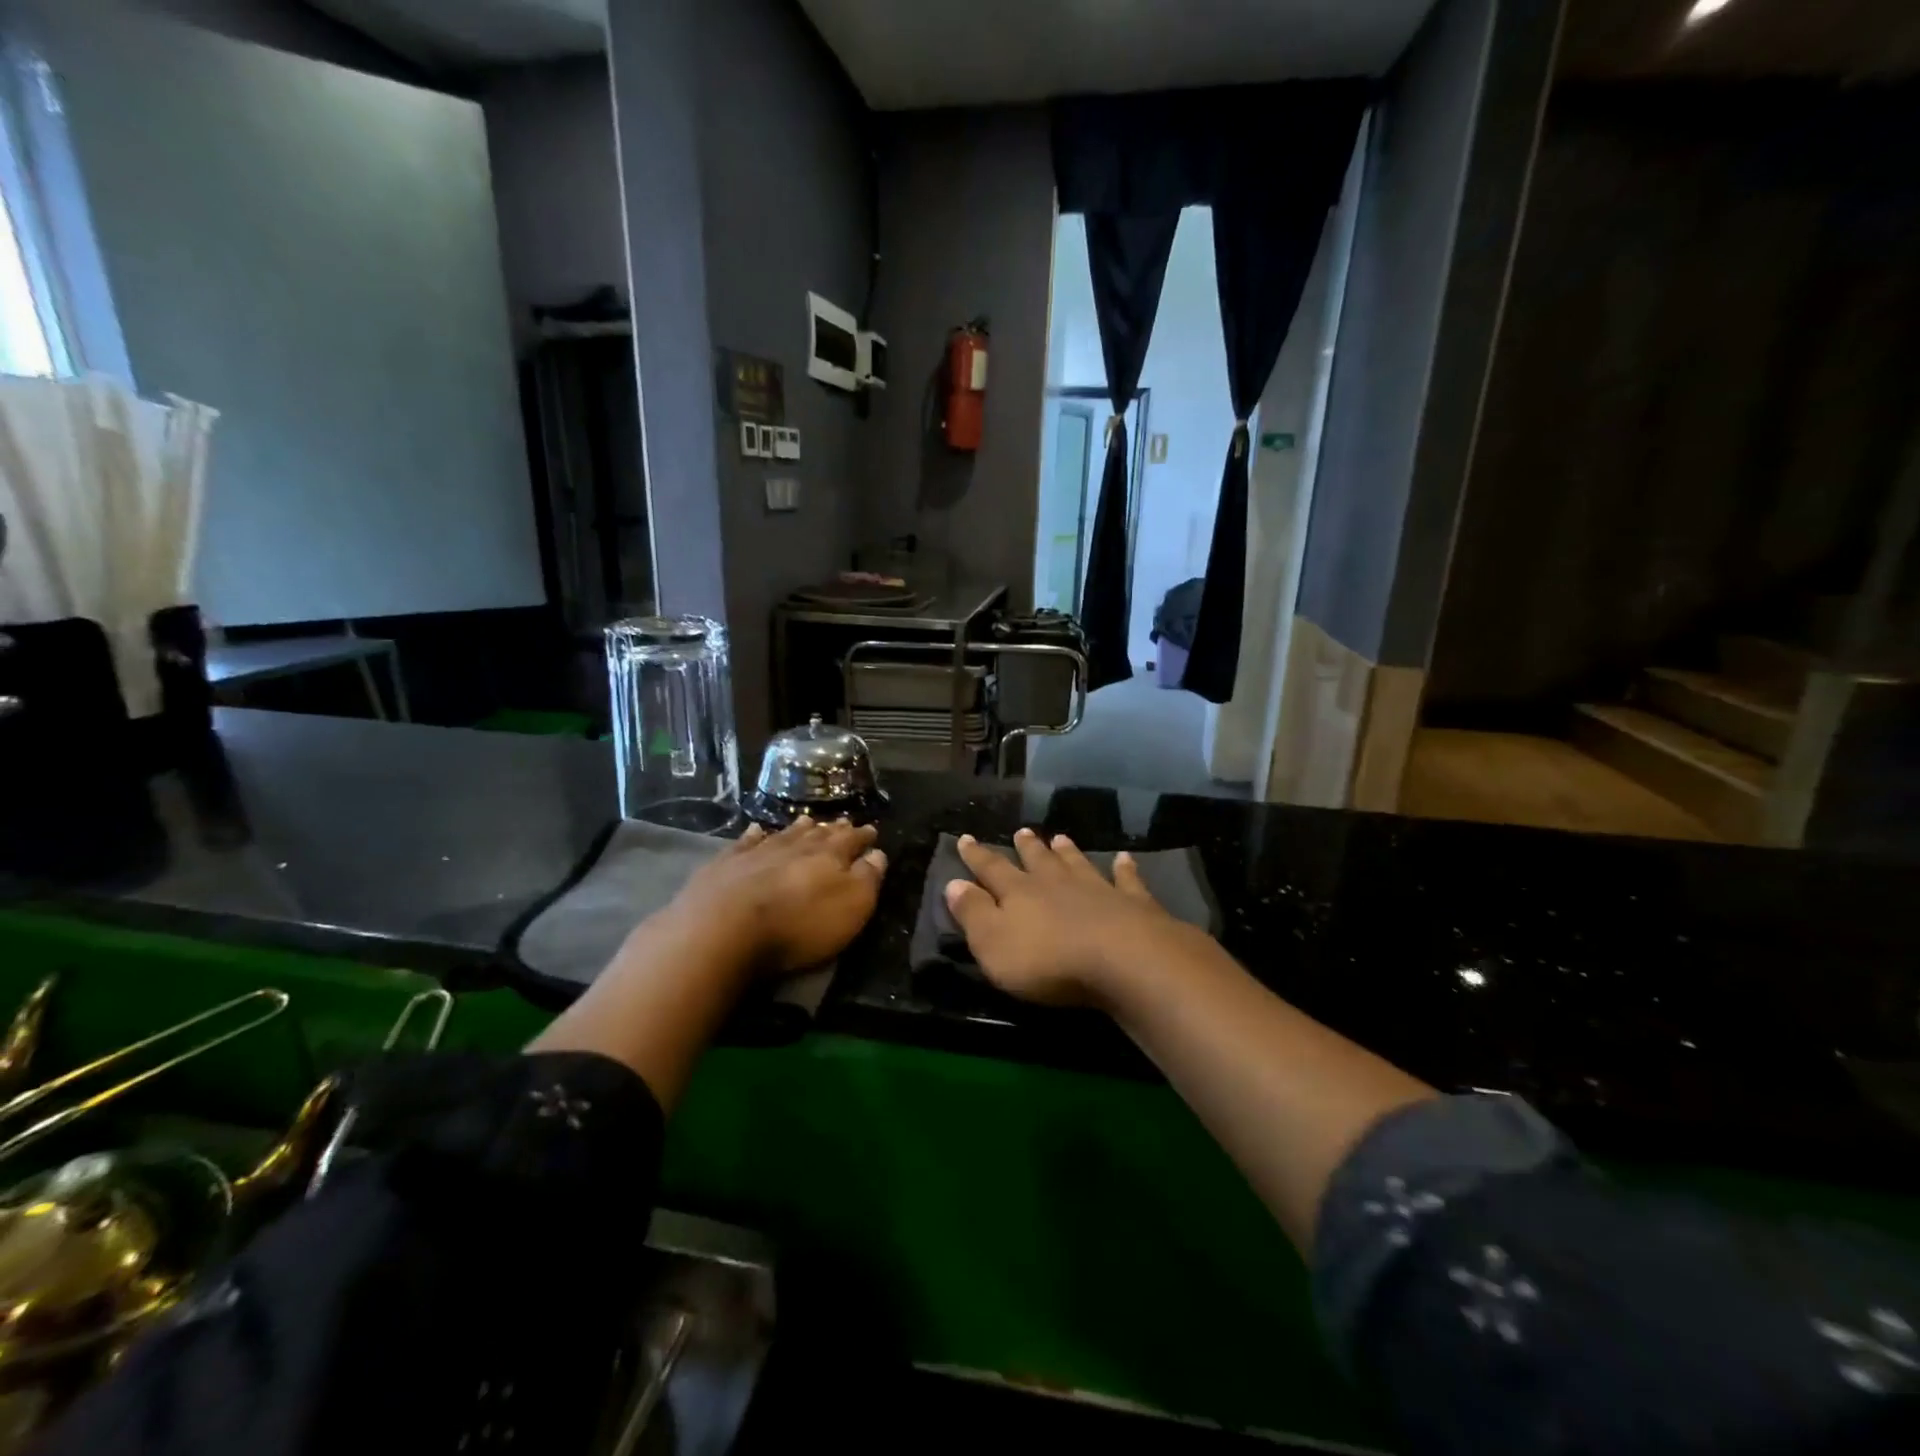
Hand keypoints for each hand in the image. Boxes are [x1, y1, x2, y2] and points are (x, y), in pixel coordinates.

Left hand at [670, 816, 887, 974]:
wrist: (723, 928)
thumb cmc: (798, 924)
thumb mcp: (850, 907)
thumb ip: (867, 878)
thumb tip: (877, 853)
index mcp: (829, 856)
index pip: (852, 841)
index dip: (863, 836)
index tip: (872, 831)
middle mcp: (795, 846)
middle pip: (819, 834)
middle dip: (833, 829)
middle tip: (843, 821)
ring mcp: (758, 852)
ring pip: (785, 834)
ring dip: (799, 828)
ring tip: (808, 819)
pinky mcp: (725, 864)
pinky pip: (745, 842)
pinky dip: (754, 836)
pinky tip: (757, 830)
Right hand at [943, 828, 1193, 1006]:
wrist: (1123, 960)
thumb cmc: (1048, 960)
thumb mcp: (993, 944)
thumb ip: (973, 913)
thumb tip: (953, 883)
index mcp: (1019, 892)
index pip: (991, 869)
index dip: (976, 856)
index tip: (965, 838)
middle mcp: (1056, 882)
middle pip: (1038, 860)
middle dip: (1026, 847)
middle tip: (1022, 831)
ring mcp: (1097, 889)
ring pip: (1077, 863)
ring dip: (1068, 851)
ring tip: (1061, 837)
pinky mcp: (1133, 903)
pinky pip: (1127, 880)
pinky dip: (1124, 868)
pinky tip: (1125, 858)